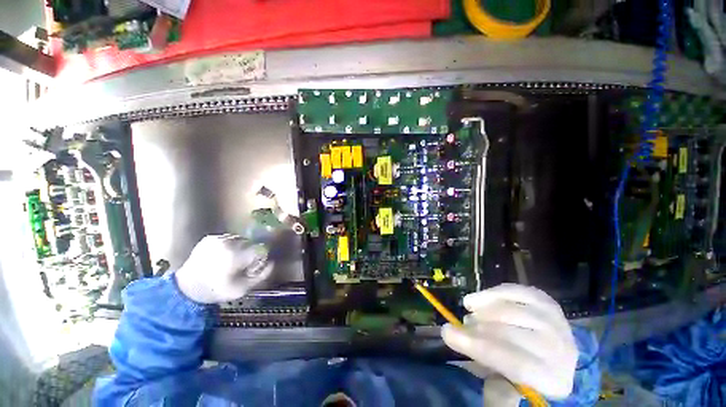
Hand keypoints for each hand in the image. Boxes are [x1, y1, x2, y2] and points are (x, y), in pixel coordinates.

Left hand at [175, 235, 273, 303]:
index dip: (258, 259)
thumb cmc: (216, 290)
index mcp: (236, 255)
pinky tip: (222, 255)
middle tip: (240, 265)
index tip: (250, 268)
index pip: (260, 249)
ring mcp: (217, 239)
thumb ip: (261, 275)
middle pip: (250, 243)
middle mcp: (227, 243)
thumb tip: (271, 263)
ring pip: (240, 239)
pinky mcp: (210, 238)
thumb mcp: (242, 289)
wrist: (186, 288)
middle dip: (250, 252)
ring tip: (230, 260)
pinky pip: (228, 238)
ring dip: (240, 248)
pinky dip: (229, 245)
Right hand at [441, 283, 577, 400]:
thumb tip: (464, 350)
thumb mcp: (508, 388)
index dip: (477, 347)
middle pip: (512, 335)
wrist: (552, 355)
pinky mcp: (547, 303)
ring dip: (484, 309)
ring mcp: (557, 323)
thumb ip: (491, 385)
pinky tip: (480, 298)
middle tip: (461, 324)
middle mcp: (562, 351)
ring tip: (470, 309)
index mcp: (553, 381)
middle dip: (478, 328)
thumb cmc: (525, 375)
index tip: (447, 333)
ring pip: (512, 311)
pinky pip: (517, 291)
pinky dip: (494, 293)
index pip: (513, 363)